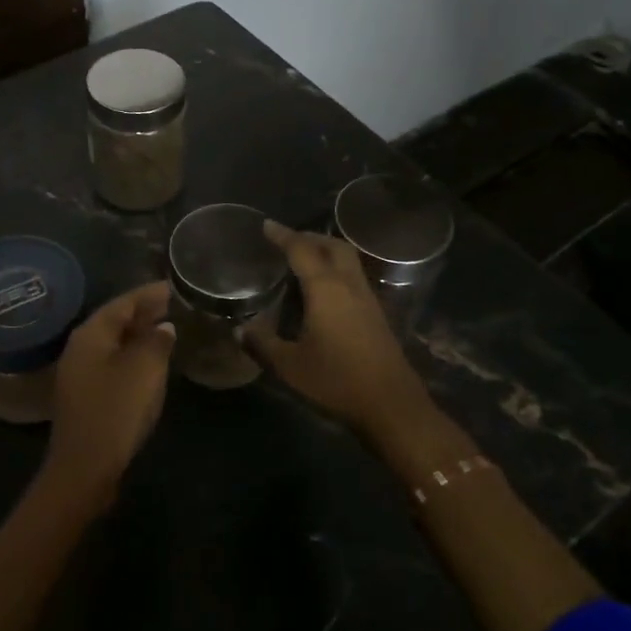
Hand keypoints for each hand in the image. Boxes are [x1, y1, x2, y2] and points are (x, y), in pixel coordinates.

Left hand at [45, 281, 176, 500]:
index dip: (150, 293)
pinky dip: (134, 356)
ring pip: (115, 343)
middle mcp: (81, 347)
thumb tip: (164, 326)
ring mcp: (80, 373)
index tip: (175, 286)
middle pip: (116, 320)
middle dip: (145, 312)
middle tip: (177, 306)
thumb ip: (157, 341)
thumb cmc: (116, 411)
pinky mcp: (86, 395)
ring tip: (170, 329)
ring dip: (140, 335)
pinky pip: (113, 363)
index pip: (123, 302)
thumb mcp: (144, 370)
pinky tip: (152, 363)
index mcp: (91, 334)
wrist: (85, 468)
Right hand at [244, 222, 435, 440]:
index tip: (266, 225)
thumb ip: (262, 344)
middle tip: (286, 240)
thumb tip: (239, 330)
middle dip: (309, 237)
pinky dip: (336, 270)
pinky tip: (323, 290)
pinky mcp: (376, 314)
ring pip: (347, 260)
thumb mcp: (289, 366)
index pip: (302, 250)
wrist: (391, 405)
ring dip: (326, 251)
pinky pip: (353, 277)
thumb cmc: (336, 381)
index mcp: (325, 289)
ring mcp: (367, 298)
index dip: (282, 235)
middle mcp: (348, 285)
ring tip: (303, 260)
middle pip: (332, 246)